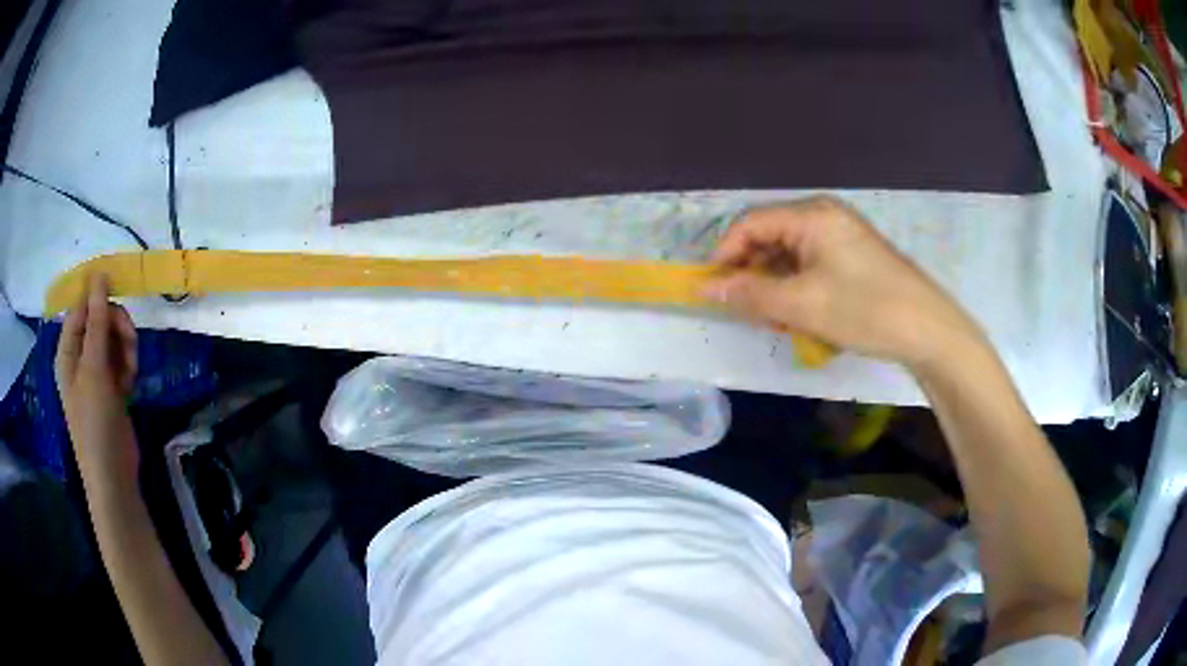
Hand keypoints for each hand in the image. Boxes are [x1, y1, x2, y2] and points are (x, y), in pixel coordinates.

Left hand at [55, 274, 138, 487]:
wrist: (113, 475)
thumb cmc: (95, 422)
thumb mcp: (94, 369)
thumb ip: (96, 321)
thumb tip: (99, 274)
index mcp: (68, 350)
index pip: (81, 307)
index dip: (98, 298)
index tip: (120, 292)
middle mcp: (80, 357)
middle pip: (100, 320)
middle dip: (117, 326)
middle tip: (129, 340)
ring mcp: (96, 373)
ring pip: (114, 339)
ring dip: (126, 347)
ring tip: (131, 370)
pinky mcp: (112, 387)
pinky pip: (121, 360)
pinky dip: (128, 365)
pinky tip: (131, 382)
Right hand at [703, 196, 982, 368]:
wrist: (928, 330)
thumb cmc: (865, 310)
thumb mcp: (802, 304)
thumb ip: (750, 293)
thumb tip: (705, 287)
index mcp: (811, 215)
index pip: (751, 223)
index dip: (725, 254)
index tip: (712, 290)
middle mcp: (824, 216)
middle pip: (769, 238)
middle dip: (753, 275)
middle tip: (751, 313)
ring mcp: (841, 236)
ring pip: (789, 256)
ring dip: (776, 287)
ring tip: (780, 322)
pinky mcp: (852, 257)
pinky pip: (810, 266)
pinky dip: (798, 290)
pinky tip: (803, 317)